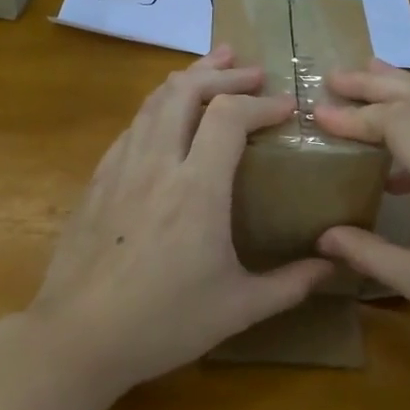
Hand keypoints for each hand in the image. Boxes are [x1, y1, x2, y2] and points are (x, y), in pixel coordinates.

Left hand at [24, 48, 333, 398]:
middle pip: (185, 90)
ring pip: (152, 102)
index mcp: (197, 189)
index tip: (286, 108)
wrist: (78, 337)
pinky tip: (166, 121)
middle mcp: (156, 165)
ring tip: (211, 72)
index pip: (229, 117)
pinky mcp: (96, 182)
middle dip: (222, 74)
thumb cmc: (163, 323)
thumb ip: (289, 284)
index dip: (261, 103)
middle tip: (251, 72)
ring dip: (186, 80)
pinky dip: (157, 109)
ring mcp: (120, 169)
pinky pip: (131, 128)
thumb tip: (331, 266)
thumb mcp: (238, 309)